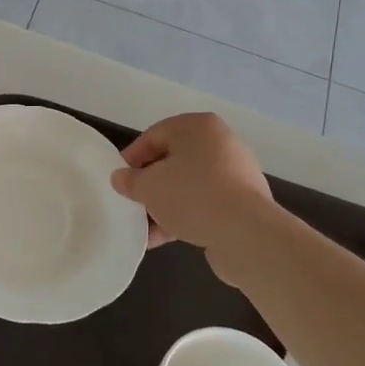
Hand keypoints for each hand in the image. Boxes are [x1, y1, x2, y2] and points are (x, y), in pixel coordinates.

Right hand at [110, 112, 272, 253]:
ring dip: (164, 205)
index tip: (118, 179)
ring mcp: (235, 173)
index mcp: (198, 127)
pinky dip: (184, 217)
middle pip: (173, 161)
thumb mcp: (147, 186)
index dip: (132, 157)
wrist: (245, 233)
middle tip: (132, 201)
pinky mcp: (243, 202)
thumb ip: (129, 180)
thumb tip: (121, 178)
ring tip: (144, 227)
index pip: (154, 135)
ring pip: (188, 185)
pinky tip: (163, 238)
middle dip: (150, 184)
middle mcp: (220, 143)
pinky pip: (205, 204)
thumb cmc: (191, 195)